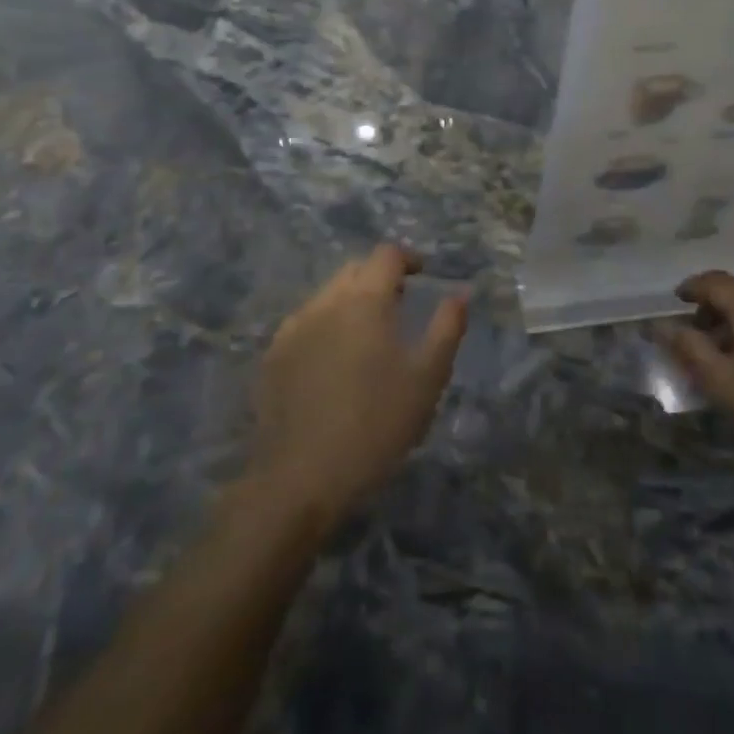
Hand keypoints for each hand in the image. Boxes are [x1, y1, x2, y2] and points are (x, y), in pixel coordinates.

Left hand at [251, 244, 466, 523]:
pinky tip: (334, 361)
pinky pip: (306, 323)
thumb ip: (447, 327)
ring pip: (327, 296)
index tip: (423, 275)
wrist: (302, 477)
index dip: (409, 259)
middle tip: (400, 306)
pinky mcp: (273, 356)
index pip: (387, 255)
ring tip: (368, 336)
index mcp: (365, 300)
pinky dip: (326, 326)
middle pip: (354, 270)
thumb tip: (460, 292)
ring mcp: (293, 328)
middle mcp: (325, 302)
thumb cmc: (377, 423)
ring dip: (351, 301)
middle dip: (379, 277)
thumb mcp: (428, 377)